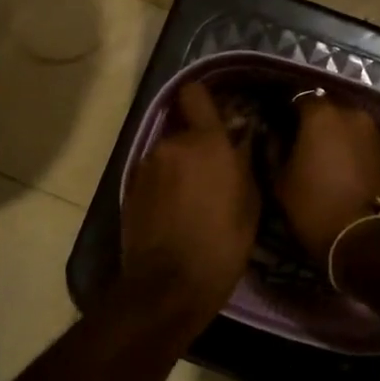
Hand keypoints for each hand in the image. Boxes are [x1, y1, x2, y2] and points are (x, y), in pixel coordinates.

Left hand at [121, 83, 259, 322]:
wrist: (168, 286)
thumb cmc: (222, 244)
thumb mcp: (250, 202)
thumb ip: (244, 160)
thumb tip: (241, 137)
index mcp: (205, 142)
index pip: (195, 94)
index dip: (204, 98)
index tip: (217, 112)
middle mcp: (170, 144)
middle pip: (184, 129)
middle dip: (198, 144)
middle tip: (214, 172)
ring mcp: (145, 166)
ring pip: (168, 153)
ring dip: (180, 166)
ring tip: (193, 198)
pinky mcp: (129, 188)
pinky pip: (154, 174)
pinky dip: (164, 184)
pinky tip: (174, 211)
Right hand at [274, 96, 379, 263]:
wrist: (363, 238)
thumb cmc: (313, 206)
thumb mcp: (280, 179)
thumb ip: (272, 147)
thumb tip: (271, 132)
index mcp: (321, 114)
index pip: (297, 96)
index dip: (284, 108)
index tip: (275, 122)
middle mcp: (351, 112)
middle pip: (325, 105)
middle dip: (311, 116)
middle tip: (296, 136)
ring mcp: (373, 129)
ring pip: (345, 120)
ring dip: (332, 129)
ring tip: (319, 150)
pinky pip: (360, 136)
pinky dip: (349, 142)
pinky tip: (339, 161)